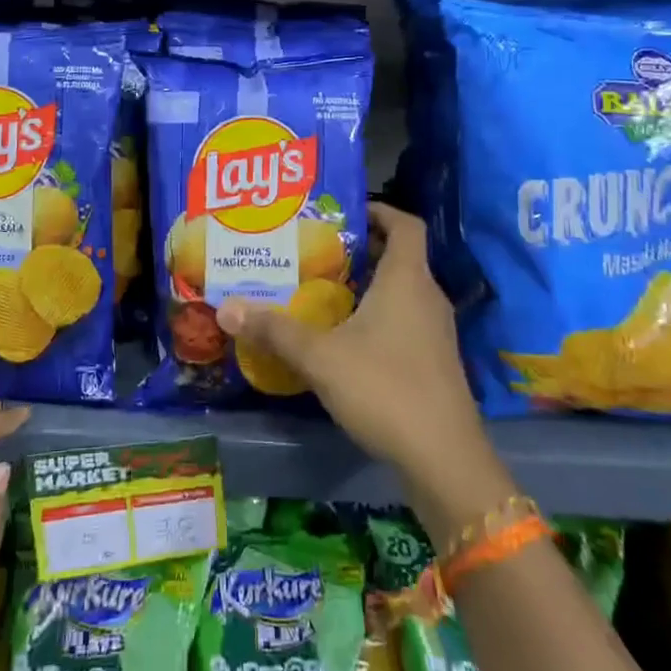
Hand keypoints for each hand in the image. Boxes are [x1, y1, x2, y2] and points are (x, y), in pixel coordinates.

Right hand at [215, 203, 513, 546]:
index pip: (405, 223)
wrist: (444, 460)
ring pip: (402, 291)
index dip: (379, 210)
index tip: (343, 213)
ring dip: (368, 285)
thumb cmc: (385, 389)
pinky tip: (345, 337)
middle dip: (361, 249)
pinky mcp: (435, 362)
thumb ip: (274, 330)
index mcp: (407, 280)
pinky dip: (378, 316)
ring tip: (323, 290)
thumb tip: (226, 308)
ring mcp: (436, 332)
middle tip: (317, 251)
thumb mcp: (320, 357)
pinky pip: (405, 321)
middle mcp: (428, 297)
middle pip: (400, 256)